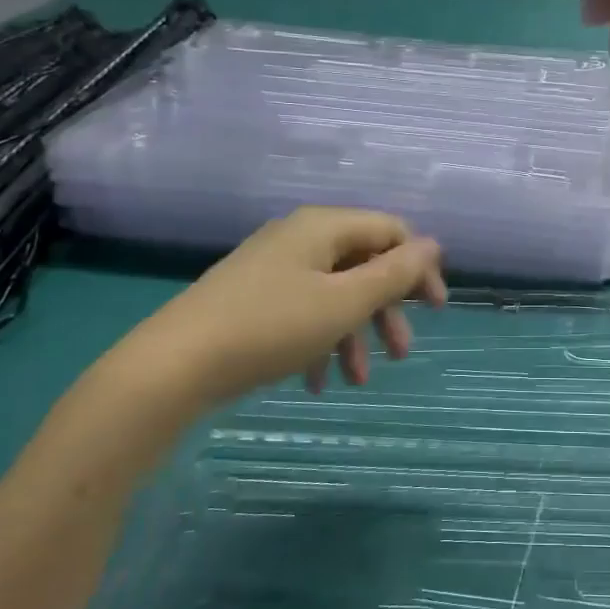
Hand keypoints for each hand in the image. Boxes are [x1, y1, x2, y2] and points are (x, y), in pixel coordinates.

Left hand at [90, 207, 446, 415]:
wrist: (174, 365)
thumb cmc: (271, 327)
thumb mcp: (345, 303)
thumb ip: (395, 273)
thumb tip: (434, 245)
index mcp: (324, 227)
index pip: (391, 231)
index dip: (419, 267)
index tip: (435, 311)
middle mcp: (300, 238)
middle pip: (364, 264)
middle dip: (387, 309)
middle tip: (402, 351)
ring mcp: (273, 267)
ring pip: (334, 293)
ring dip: (355, 333)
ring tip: (359, 379)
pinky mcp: (253, 297)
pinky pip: (303, 310)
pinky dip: (320, 341)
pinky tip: (319, 382)